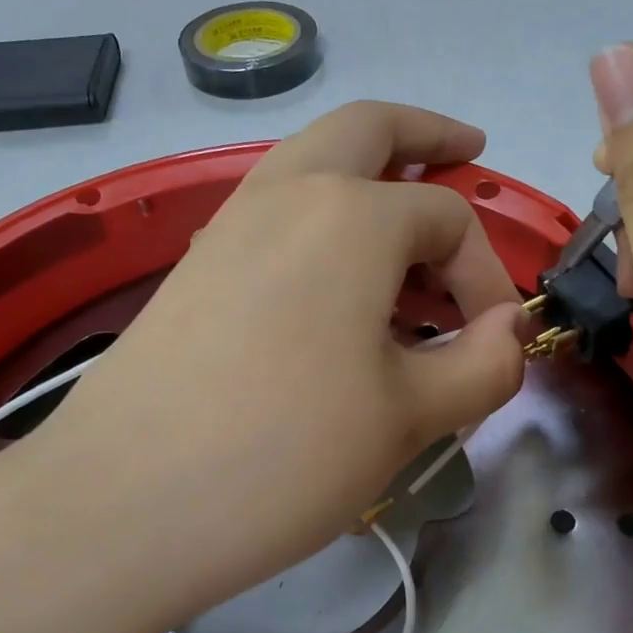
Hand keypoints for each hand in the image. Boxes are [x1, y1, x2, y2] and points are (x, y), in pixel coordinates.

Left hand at [37, 101, 526, 609]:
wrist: (124, 504)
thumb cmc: (287, 454)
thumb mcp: (410, 417)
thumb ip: (483, 365)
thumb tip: (508, 333)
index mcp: (352, 214)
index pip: (449, 220)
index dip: (487, 275)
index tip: (494, 341)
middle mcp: (287, 192)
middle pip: (368, 128)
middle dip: (426, 134)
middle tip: (467, 150)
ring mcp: (229, 222)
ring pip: (312, 160)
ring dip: (368, 172)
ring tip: (409, 229)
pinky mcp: (196, 263)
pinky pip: (275, 208)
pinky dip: (322, 213)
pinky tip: (339, 278)